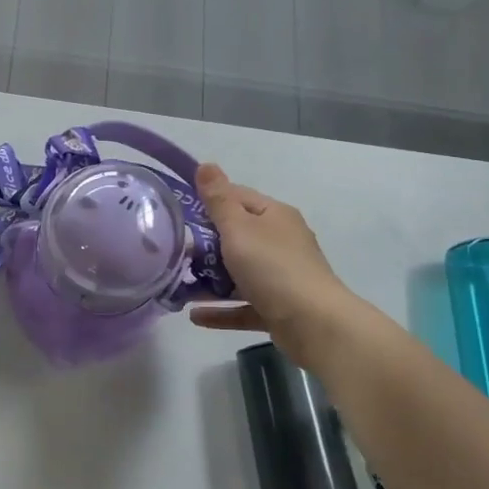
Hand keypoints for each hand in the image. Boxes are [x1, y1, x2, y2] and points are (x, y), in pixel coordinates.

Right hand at [190, 163, 352, 353]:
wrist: (315, 324)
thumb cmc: (272, 267)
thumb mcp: (238, 228)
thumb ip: (218, 199)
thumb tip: (206, 164)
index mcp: (274, 217)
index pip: (238, 197)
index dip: (209, 201)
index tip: (179, 212)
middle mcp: (281, 242)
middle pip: (237, 237)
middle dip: (204, 246)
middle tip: (173, 253)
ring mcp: (281, 277)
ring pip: (239, 274)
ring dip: (209, 280)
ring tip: (177, 286)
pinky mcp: (279, 308)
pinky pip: (243, 306)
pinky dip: (221, 310)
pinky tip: (195, 316)